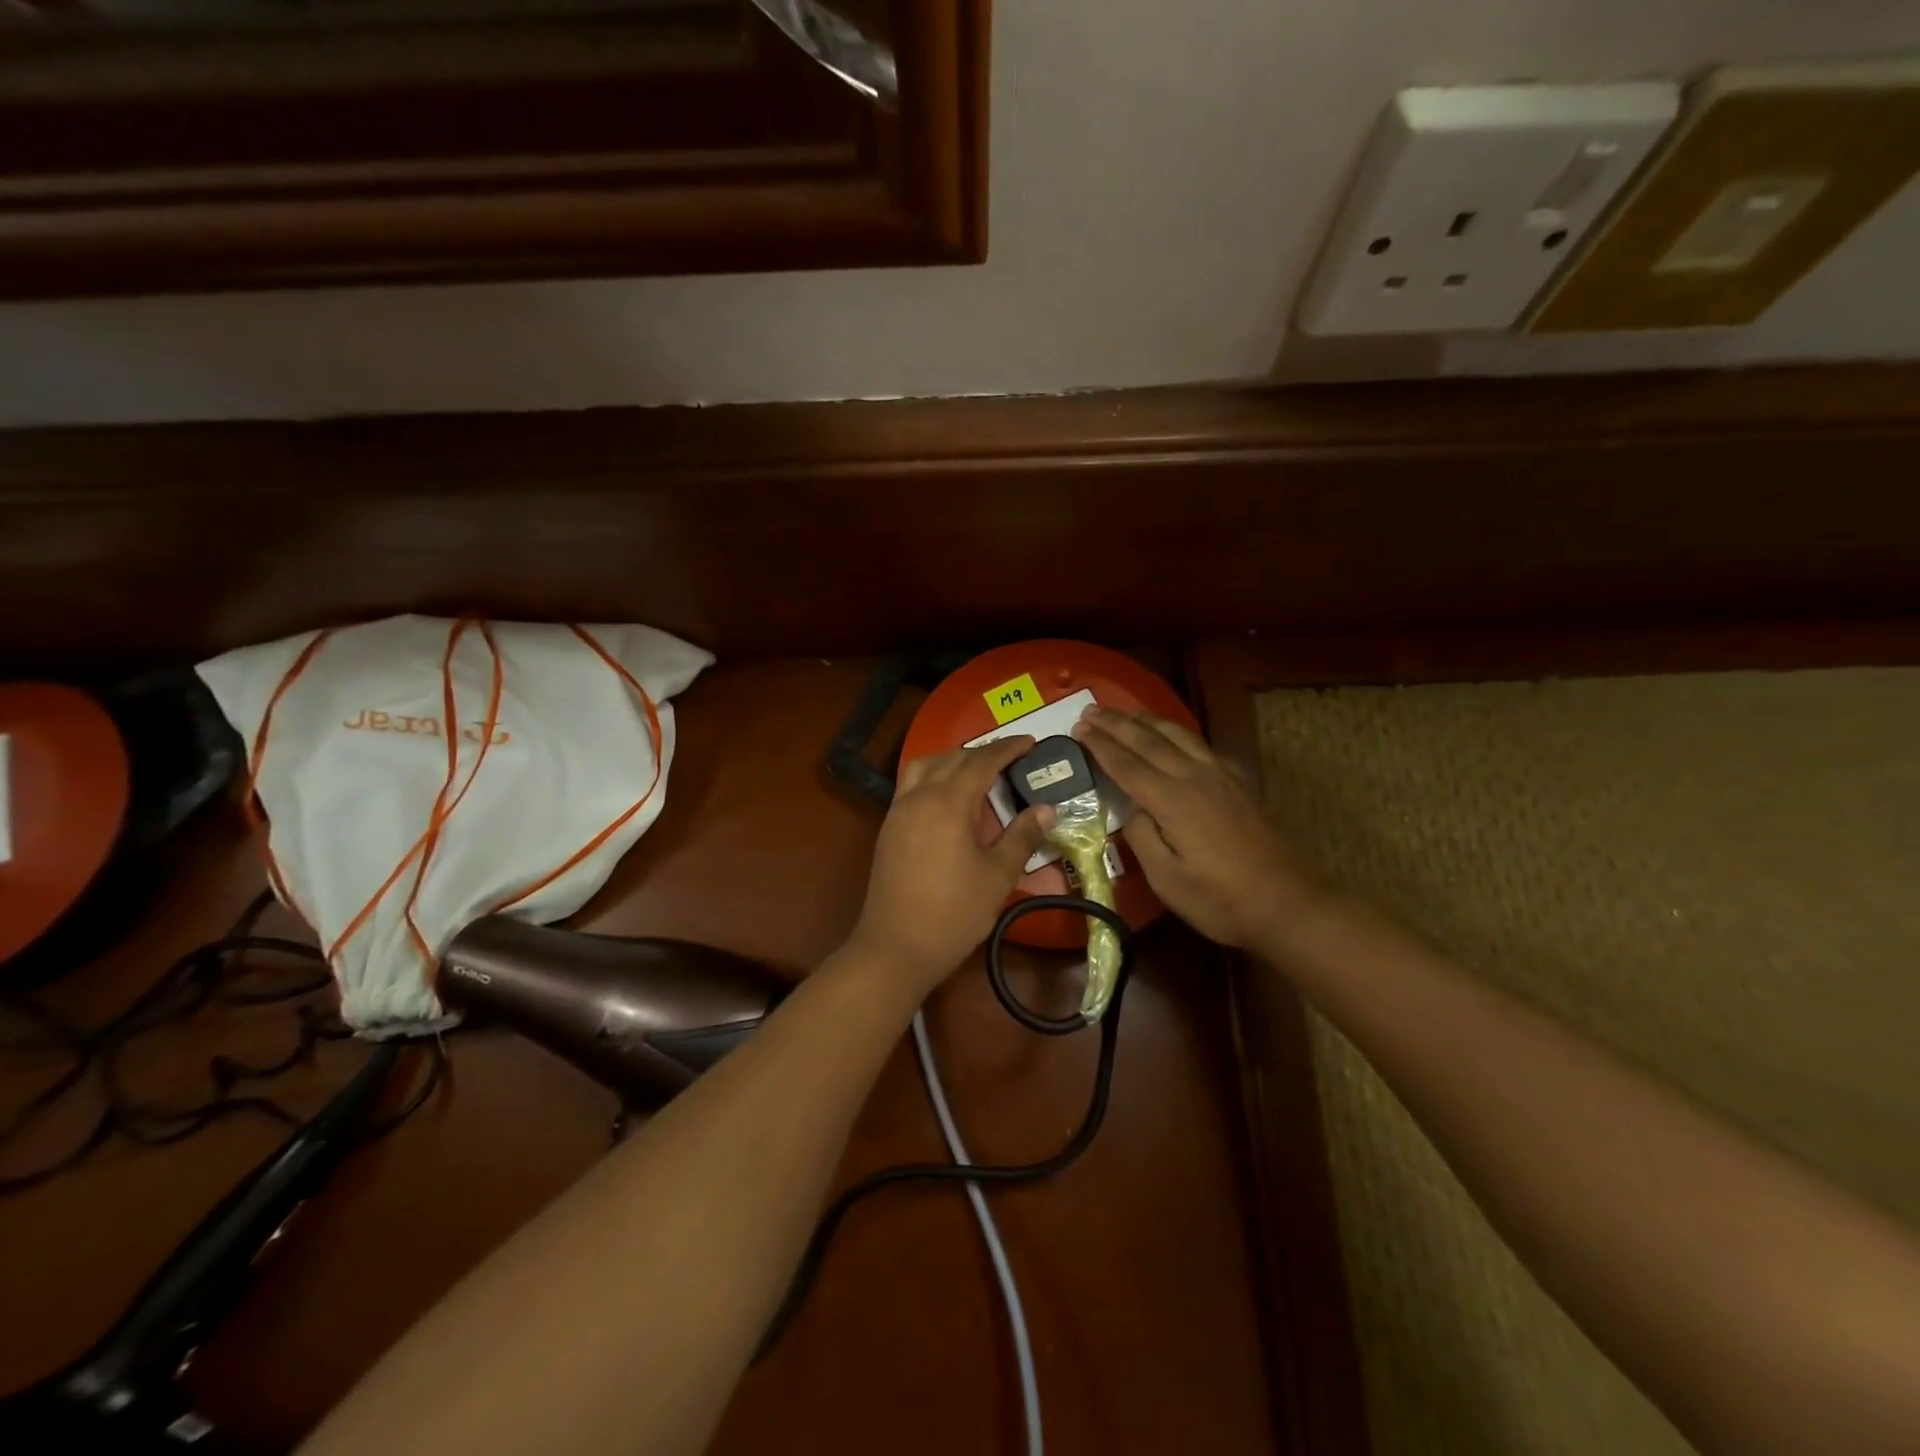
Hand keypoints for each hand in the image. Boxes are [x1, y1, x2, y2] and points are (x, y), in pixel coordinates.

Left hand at [847, 737, 1055, 995]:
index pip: (982, 761)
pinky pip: (911, 784)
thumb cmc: (953, 913)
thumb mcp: (997, 876)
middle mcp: (920, 796)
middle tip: (1010, 757)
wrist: (895, 946)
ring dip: (953, 759)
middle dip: (983, 752)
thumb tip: (1047, 808)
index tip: (1029, 742)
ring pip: (926, 766)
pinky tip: (948, 796)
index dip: (1007, 749)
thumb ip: (1022, 836)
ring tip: (977, 770)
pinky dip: (933, 775)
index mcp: (949, 802)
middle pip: (952, 758)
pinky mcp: (888, 827)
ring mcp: (899, 810)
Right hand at [1074, 706, 1316, 948]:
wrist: (1286, 904)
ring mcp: (1220, 777)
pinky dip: (1178, 734)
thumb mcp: (1166, 879)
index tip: (1078, 728)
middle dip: (1117, 723)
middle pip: (1149, 741)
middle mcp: (1195, 777)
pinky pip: (1201, 745)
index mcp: (1172, 800)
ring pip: (1178, 735)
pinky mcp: (1238, 783)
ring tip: (1125, 713)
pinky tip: (1174, 738)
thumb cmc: (1219, 900)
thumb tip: (1131, 808)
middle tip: (1090, 710)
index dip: (1100, 745)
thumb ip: (1141, 836)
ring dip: (1147, 721)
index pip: (1126, 764)